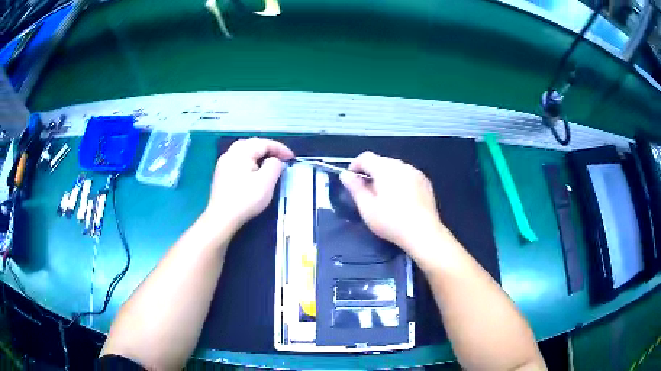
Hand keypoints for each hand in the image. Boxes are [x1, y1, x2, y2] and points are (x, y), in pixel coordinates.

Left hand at [206, 138, 293, 228]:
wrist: (221, 218)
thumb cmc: (245, 199)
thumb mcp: (266, 182)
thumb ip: (274, 165)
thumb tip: (274, 160)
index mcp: (241, 152)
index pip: (264, 143)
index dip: (280, 149)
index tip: (292, 158)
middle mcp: (230, 154)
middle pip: (252, 144)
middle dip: (268, 148)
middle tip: (281, 158)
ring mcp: (223, 164)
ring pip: (244, 152)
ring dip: (259, 155)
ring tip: (270, 163)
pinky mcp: (221, 175)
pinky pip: (238, 161)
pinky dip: (250, 162)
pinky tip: (254, 172)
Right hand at [340, 152, 444, 254]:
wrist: (423, 233)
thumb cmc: (392, 222)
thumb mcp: (367, 208)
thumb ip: (355, 188)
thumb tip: (345, 175)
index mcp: (386, 169)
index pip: (366, 157)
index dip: (355, 166)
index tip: (351, 181)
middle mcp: (402, 166)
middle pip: (381, 161)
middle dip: (371, 172)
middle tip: (366, 192)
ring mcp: (416, 173)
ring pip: (395, 168)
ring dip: (385, 176)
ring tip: (384, 196)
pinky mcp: (425, 182)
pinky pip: (407, 175)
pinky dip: (399, 181)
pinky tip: (400, 198)